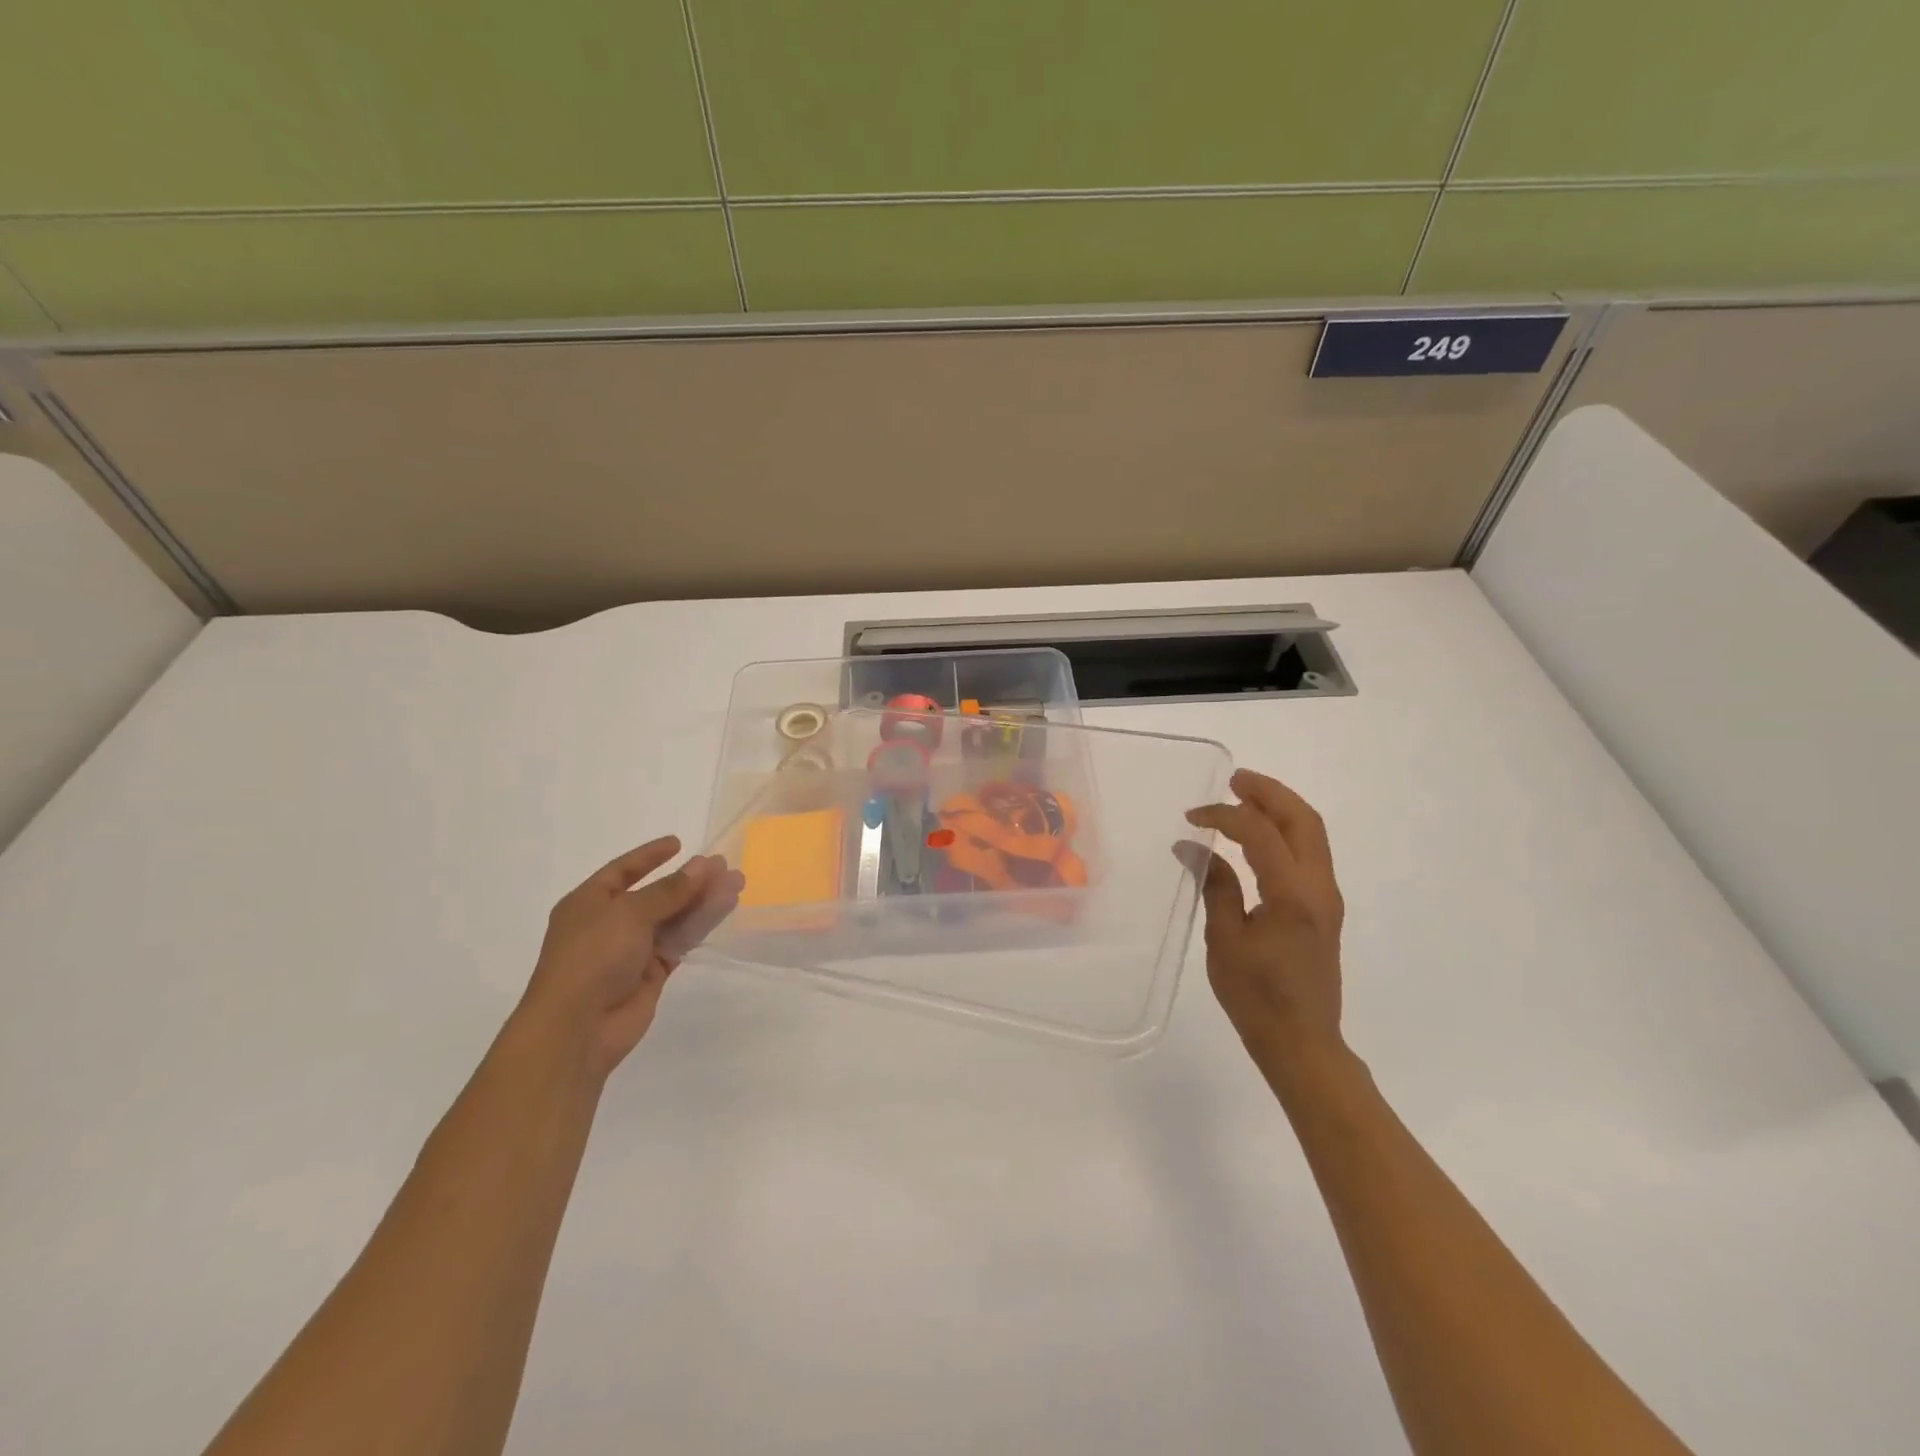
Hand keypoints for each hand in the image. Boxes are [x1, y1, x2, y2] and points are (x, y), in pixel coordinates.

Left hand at [516, 837, 743, 1079]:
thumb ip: (670, 890)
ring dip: (702, 900)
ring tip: (736, 883)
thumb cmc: (593, 956)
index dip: (649, 856)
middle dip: (689, 880)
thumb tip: (702, 866)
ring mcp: (631, 950)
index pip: (622, 871)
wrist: (578, 1027)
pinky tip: (725, 908)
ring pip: (673, 918)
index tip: (678, 843)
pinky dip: (700, 925)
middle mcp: (609, 923)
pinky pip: (679, 941)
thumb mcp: (629, 913)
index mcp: (588, 903)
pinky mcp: (651, 973)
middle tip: (723, 866)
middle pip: (656, 894)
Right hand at [1185, 770, 1345, 1068]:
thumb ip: (1215, 886)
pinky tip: (1258, 834)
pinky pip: (1309, 852)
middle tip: (1233, 779)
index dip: (1225, 815)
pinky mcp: (1324, 908)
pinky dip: (1285, 831)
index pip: (1261, 833)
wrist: (1303, 1043)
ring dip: (1280, 808)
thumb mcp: (1225, 940)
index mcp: (1293, 895)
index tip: (1192, 817)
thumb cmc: (1257, 996)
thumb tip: (1193, 847)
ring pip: (1312, 833)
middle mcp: (1319, 888)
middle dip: (1269, 792)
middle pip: (1303, 820)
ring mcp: (1327, 897)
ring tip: (1244, 795)